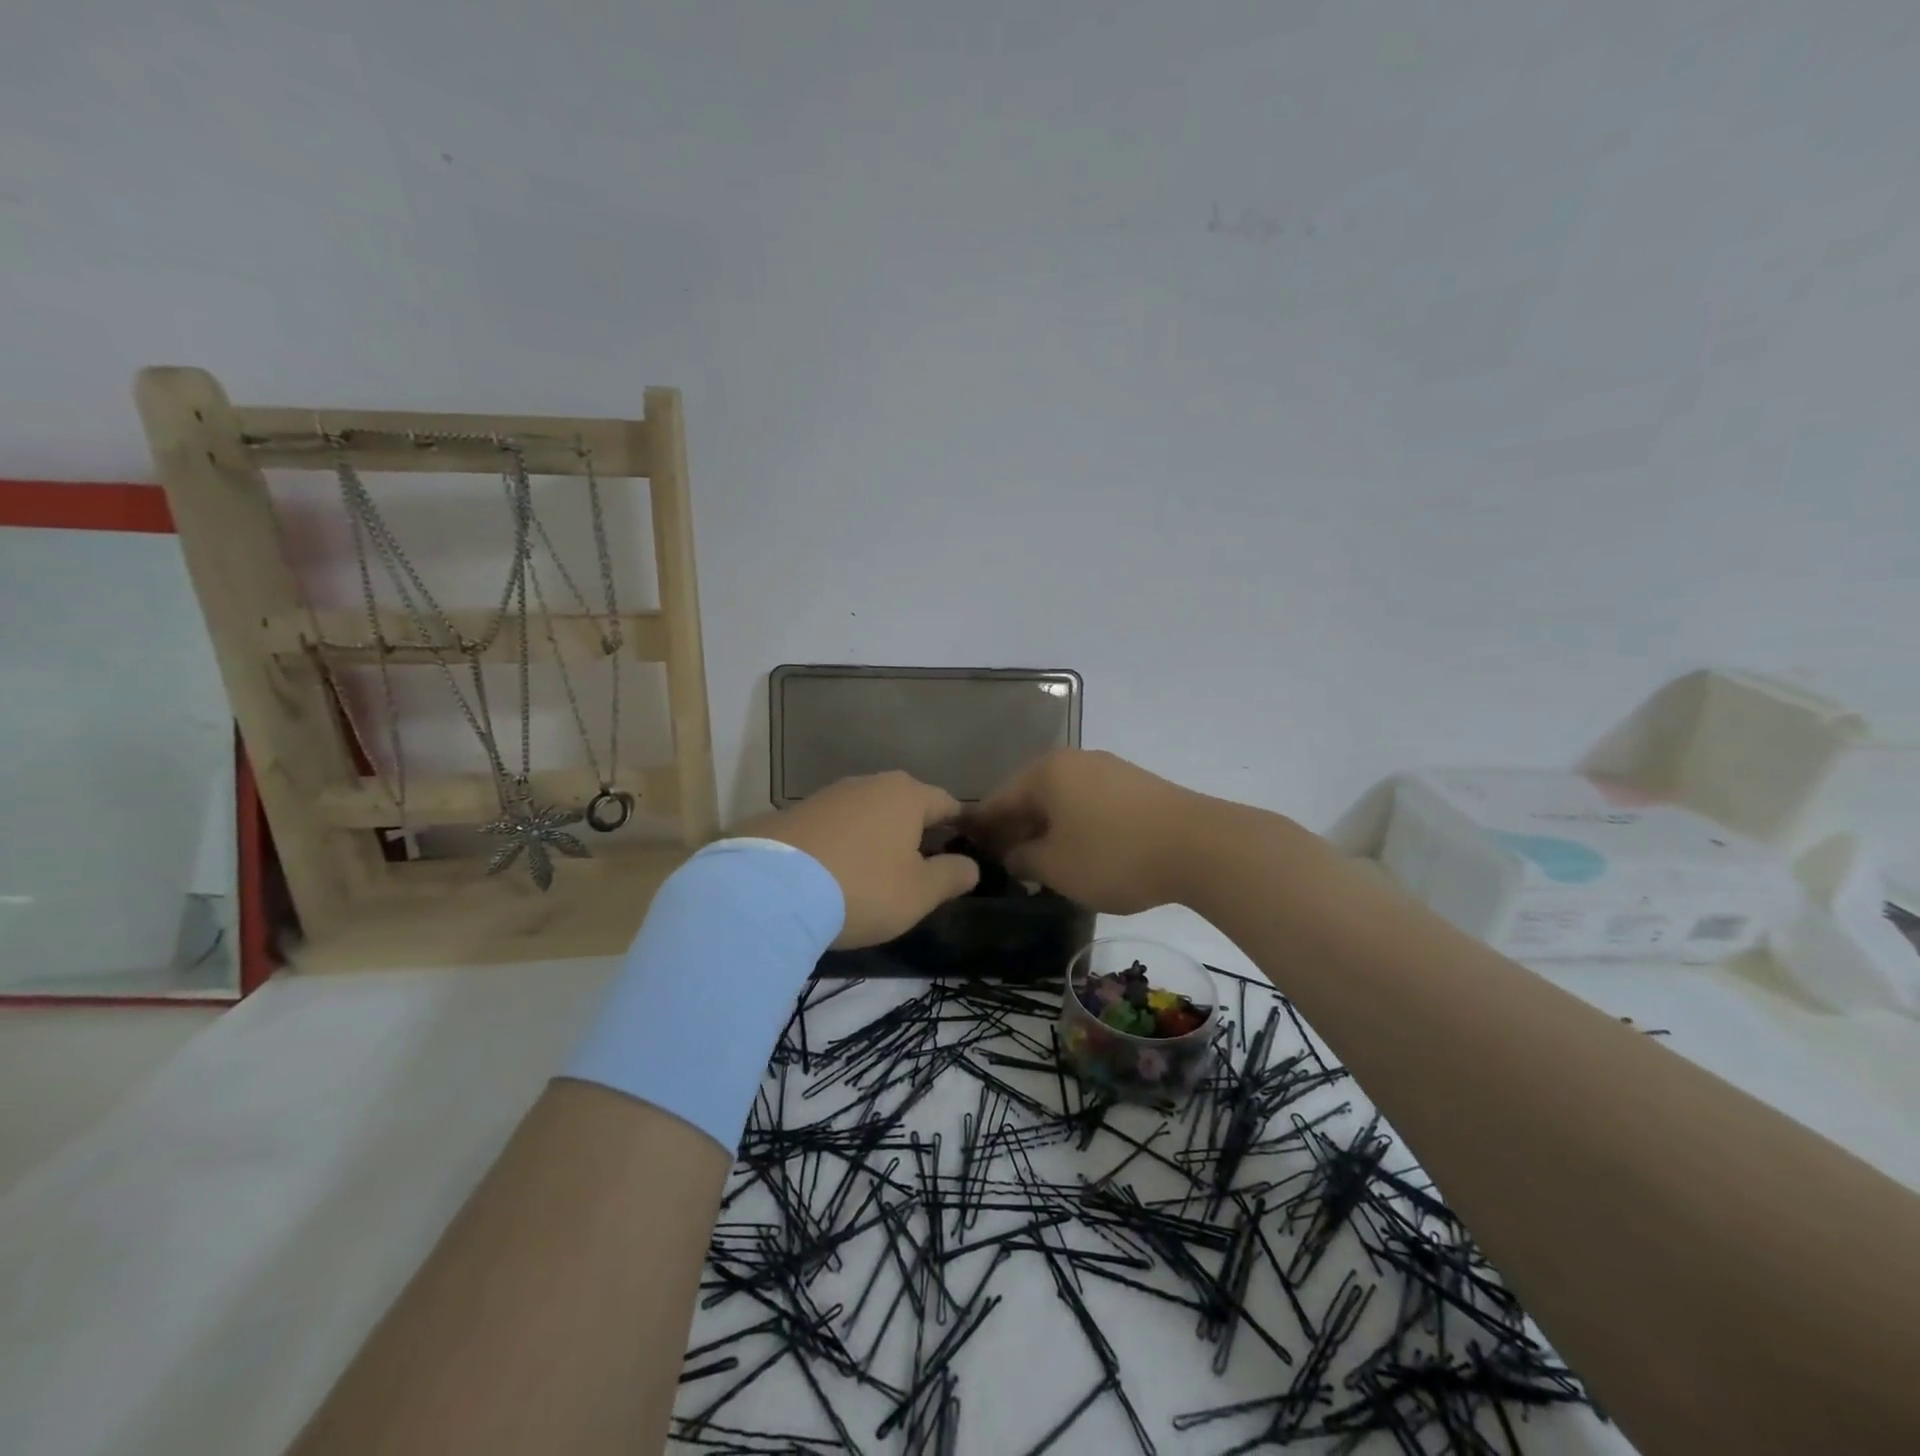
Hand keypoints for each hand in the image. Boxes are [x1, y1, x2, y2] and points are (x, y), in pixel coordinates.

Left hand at [737, 771, 979, 948]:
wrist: (770, 890)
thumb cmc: (862, 887)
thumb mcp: (918, 893)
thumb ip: (951, 876)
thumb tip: (971, 866)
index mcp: (906, 795)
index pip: (946, 803)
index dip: (959, 826)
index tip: (963, 848)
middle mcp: (868, 784)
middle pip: (904, 804)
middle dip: (915, 830)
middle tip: (920, 865)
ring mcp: (827, 795)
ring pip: (866, 813)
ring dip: (876, 836)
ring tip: (875, 870)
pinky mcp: (793, 813)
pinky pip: (833, 826)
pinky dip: (842, 843)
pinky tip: (835, 871)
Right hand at [965, 750, 1209, 913]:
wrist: (1201, 846)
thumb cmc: (1114, 855)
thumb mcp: (1056, 866)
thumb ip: (1023, 858)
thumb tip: (1010, 853)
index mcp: (1045, 772)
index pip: (998, 801)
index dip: (982, 829)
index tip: (969, 853)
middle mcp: (1074, 761)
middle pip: (1030, 797)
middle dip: (1015, 829)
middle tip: (1005, 864)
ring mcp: (1108, 769)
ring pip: (1062, 800)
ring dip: (1047, 829)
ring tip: (1042, 863)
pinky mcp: (1135, 785)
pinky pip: (1090, 804)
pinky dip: (1076, 826)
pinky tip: (1080, 852)